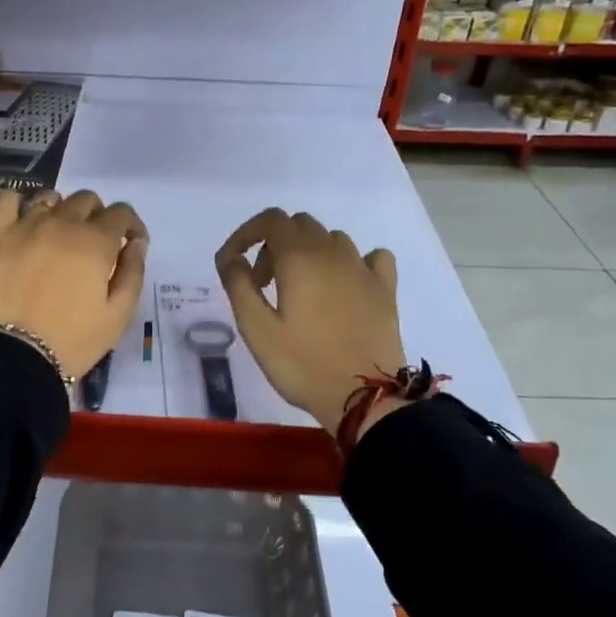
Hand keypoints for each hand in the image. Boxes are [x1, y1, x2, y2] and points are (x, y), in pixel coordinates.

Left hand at [0, 189, 147, 379]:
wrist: (14, 356)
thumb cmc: (73, 340)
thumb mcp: (118, 315)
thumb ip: (133, 272)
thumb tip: (137, 242)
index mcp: (95, 241)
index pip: (122, 213)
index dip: (131, 225)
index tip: (129, 243)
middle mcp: (62, 223)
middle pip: (86, 200)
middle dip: (97, 217)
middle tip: (93, 245)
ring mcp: (25, 226)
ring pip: (50, 198)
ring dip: (62, 210)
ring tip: (58, 235)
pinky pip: (7, 200)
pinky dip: (18, 203)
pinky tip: (22, 219)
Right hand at [216, 209, 405, 434]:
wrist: (364, 396)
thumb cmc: (302, 364)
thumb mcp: (256, 328)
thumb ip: (238, 285)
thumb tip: (230, 256)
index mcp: (300, 258)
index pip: (271, 220)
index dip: (247, 233)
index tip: (234, 261)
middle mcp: (333, 253)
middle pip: (300, 226)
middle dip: (274, 245)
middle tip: (264, 285)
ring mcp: (364, 269)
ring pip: (332, 239)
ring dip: (309, 253)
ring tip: (299, 291)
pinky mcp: (385, 289)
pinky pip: (370, 257)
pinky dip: (351, 262)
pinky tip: (344, 285)